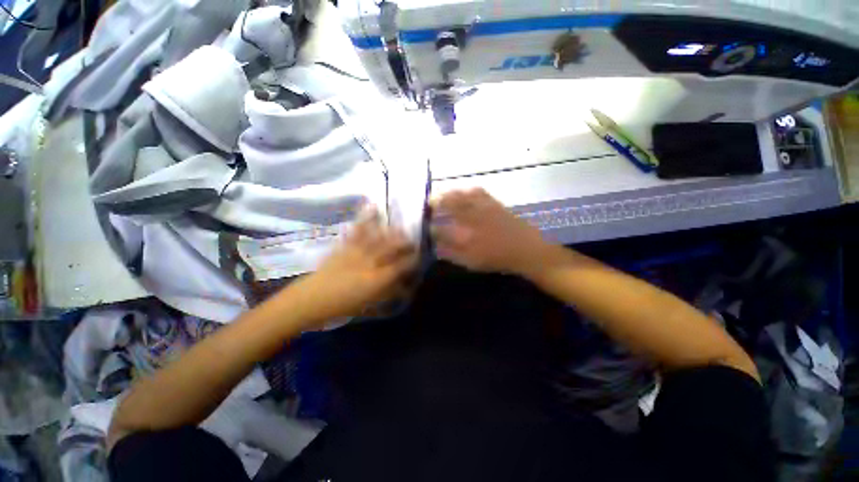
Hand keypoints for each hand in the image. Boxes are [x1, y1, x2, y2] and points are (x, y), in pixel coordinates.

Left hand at [289, 207, 417, 326]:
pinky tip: (373, 207)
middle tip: (413, 239)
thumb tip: (404, 285)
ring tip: (400, 226)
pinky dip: (366, 217)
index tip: (419, 254)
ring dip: (392, 230)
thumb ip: (389, 292)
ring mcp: (357, 251)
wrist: (311, 299)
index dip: (413, 259)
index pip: (402, 265)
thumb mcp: (370, 303)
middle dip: (406, 241)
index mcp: (377, 280)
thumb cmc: (343, 306)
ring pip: (379, 236)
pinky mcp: (345, 245)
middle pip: (393, 247)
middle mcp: (370, 263)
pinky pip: (358, 229)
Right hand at [431, 188, 548, 274]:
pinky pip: (478, 192)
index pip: (441, 229)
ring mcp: (483, 208)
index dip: (431, 227)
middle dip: (436, 202)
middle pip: (449, 205)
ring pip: (461, 196)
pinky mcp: (494, 203)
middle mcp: (472, 218)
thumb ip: (452, 253)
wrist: (526, 249)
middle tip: (429, 202)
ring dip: (449, 194)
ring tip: (442, 195)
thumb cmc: (497, 258)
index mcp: (465, 236)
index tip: (427, 227)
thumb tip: (437, 246)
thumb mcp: (472, 262)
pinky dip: (467, 191)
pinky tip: (465, 192)